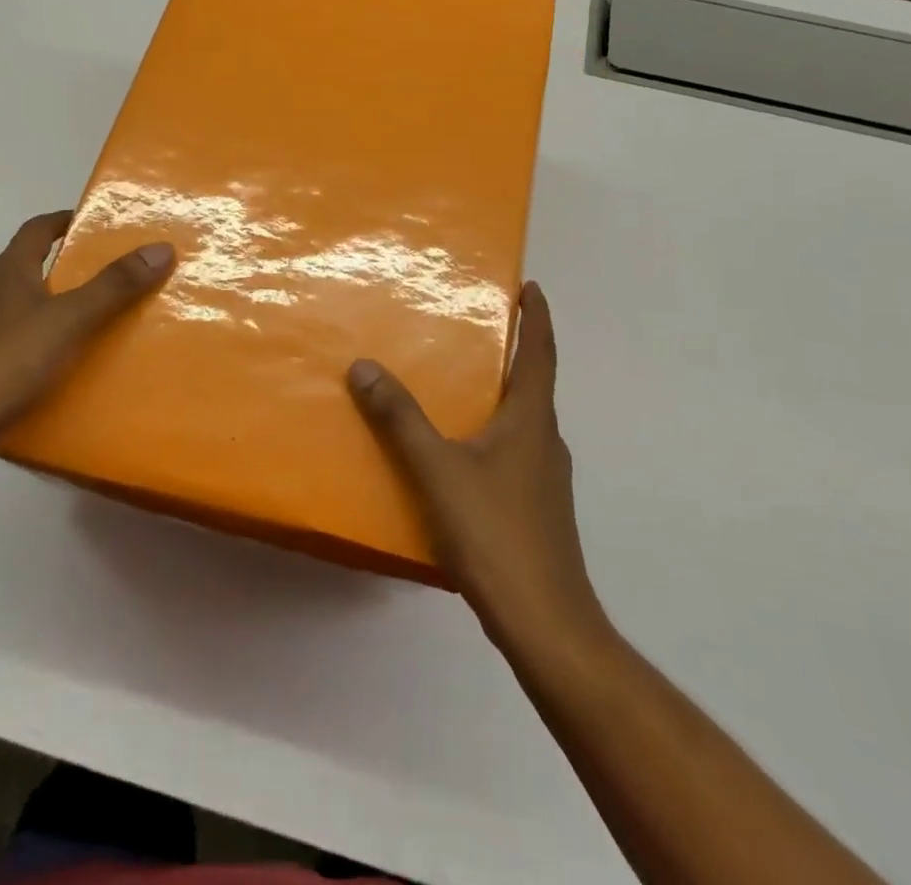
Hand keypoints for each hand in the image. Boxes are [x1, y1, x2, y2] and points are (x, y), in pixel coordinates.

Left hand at [0, 210, 173, 476]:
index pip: (36, 230)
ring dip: (50, 312)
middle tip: (107, 279)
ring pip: (19, 312)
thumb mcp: (69, 319)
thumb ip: (114, 286)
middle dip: (64, 270)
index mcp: (7, 273)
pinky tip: (57, 372)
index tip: (93, 222)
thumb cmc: (5, 361)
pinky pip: (12, 349)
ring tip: (90, 327)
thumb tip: (161, 247)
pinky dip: (36, 350)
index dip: (62, 220)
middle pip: (28, 270)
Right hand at [348, 282, 607, 654]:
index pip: (541, 353)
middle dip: (514, 351)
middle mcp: (546, 441)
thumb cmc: (496, 533)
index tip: (531, 287)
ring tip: (462, 384)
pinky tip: (461, 453)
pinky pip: (514, 452)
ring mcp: (546, 478)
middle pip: (534, 384)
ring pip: (524, 421)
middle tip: (479, 327)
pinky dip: (492, 433)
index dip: (538, 317)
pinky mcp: (538, 508)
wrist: (546, 623)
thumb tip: (364, 366)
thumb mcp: (438, 471)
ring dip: (501, 394)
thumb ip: (400, 419)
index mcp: (532, 420)